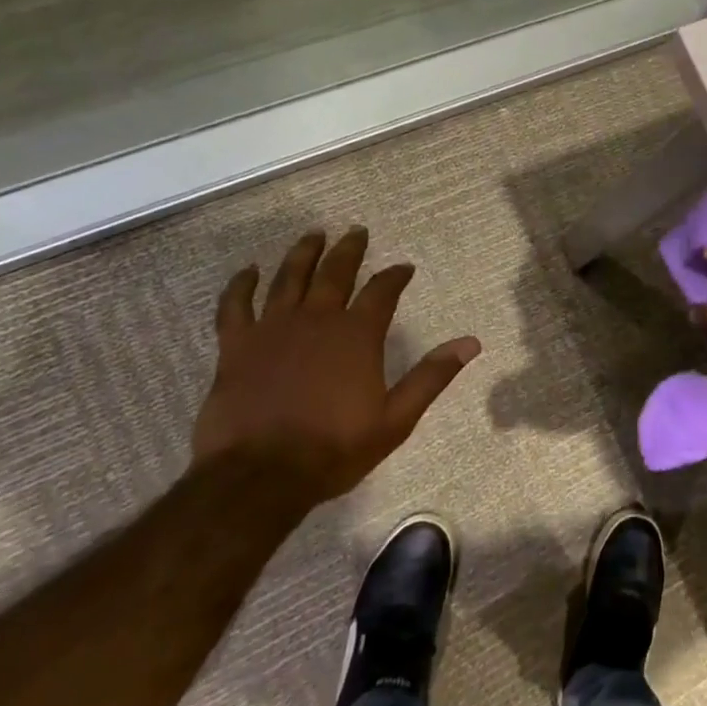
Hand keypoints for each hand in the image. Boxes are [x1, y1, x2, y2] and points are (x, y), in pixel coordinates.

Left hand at [192, 228, 479, 500]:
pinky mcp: (236, 346)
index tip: (404, 267)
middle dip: (349, 250)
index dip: (395, 276)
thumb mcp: (396, 418)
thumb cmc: (334, 448)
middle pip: (334, 273)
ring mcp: (272, 329)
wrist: (260, 475)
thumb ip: (432, 376)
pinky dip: (241, 285)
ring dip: (302, 254)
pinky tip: (248, 271)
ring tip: (313, 234)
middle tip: (356, 231)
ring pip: (288, 278)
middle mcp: (316, 320)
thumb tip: (471, 343)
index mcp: (357, 336)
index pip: (382, 292)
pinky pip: (236, 305)